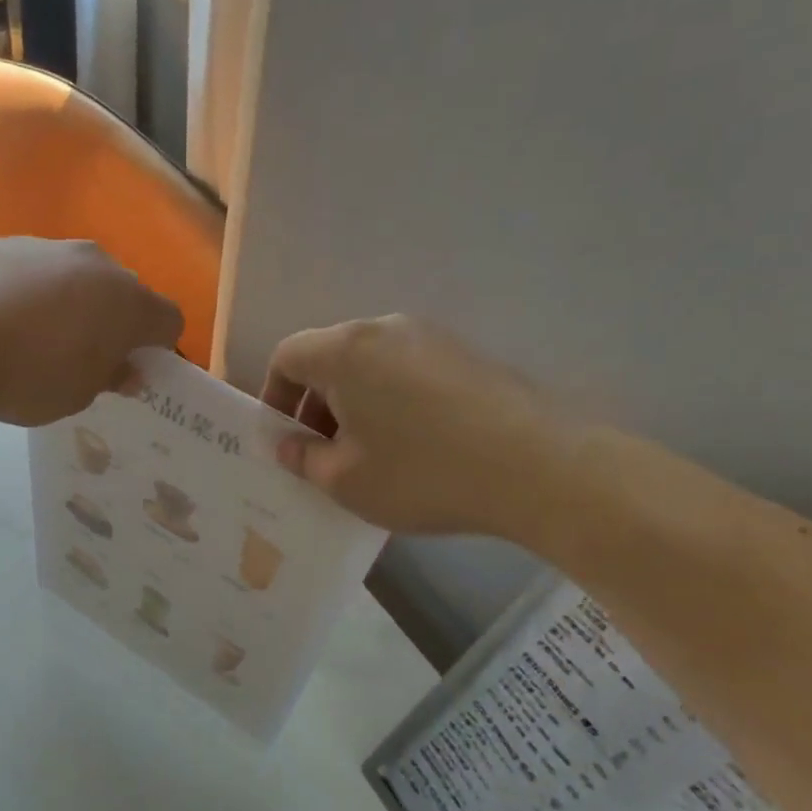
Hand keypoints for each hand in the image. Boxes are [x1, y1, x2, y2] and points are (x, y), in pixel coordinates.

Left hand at [0, 239, 183, 426]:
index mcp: (128, 301)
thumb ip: (110, 377)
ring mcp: (46, 246)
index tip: (134, 370)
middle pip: (122, 291)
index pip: (168, 321)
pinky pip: (30, 270)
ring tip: (33, 338)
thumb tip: (126, 369)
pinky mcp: (1, 243)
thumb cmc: (27, 377)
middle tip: (86, 356)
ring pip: (75, 276)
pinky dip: (26, 291)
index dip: (158, 347)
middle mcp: (95, 262)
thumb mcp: (77, 395)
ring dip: (70, 302)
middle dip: (114, 320)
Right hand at [262, 315, 581, 538]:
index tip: (283, 436)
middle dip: (315, 403)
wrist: (537, 467)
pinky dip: (393, 400)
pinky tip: (415, 445)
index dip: (274, 395)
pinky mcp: (467, 355)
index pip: (288, 356)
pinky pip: (408, 371)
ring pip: (371, 365)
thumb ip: (304, 459)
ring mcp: (432, 338)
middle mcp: (385, 330)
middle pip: (331, 357)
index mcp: (346, 351)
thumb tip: (288, 444)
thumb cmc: (422, 473)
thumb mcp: (346, 480)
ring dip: (355, 403)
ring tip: (370, 453)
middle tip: (324, 452)